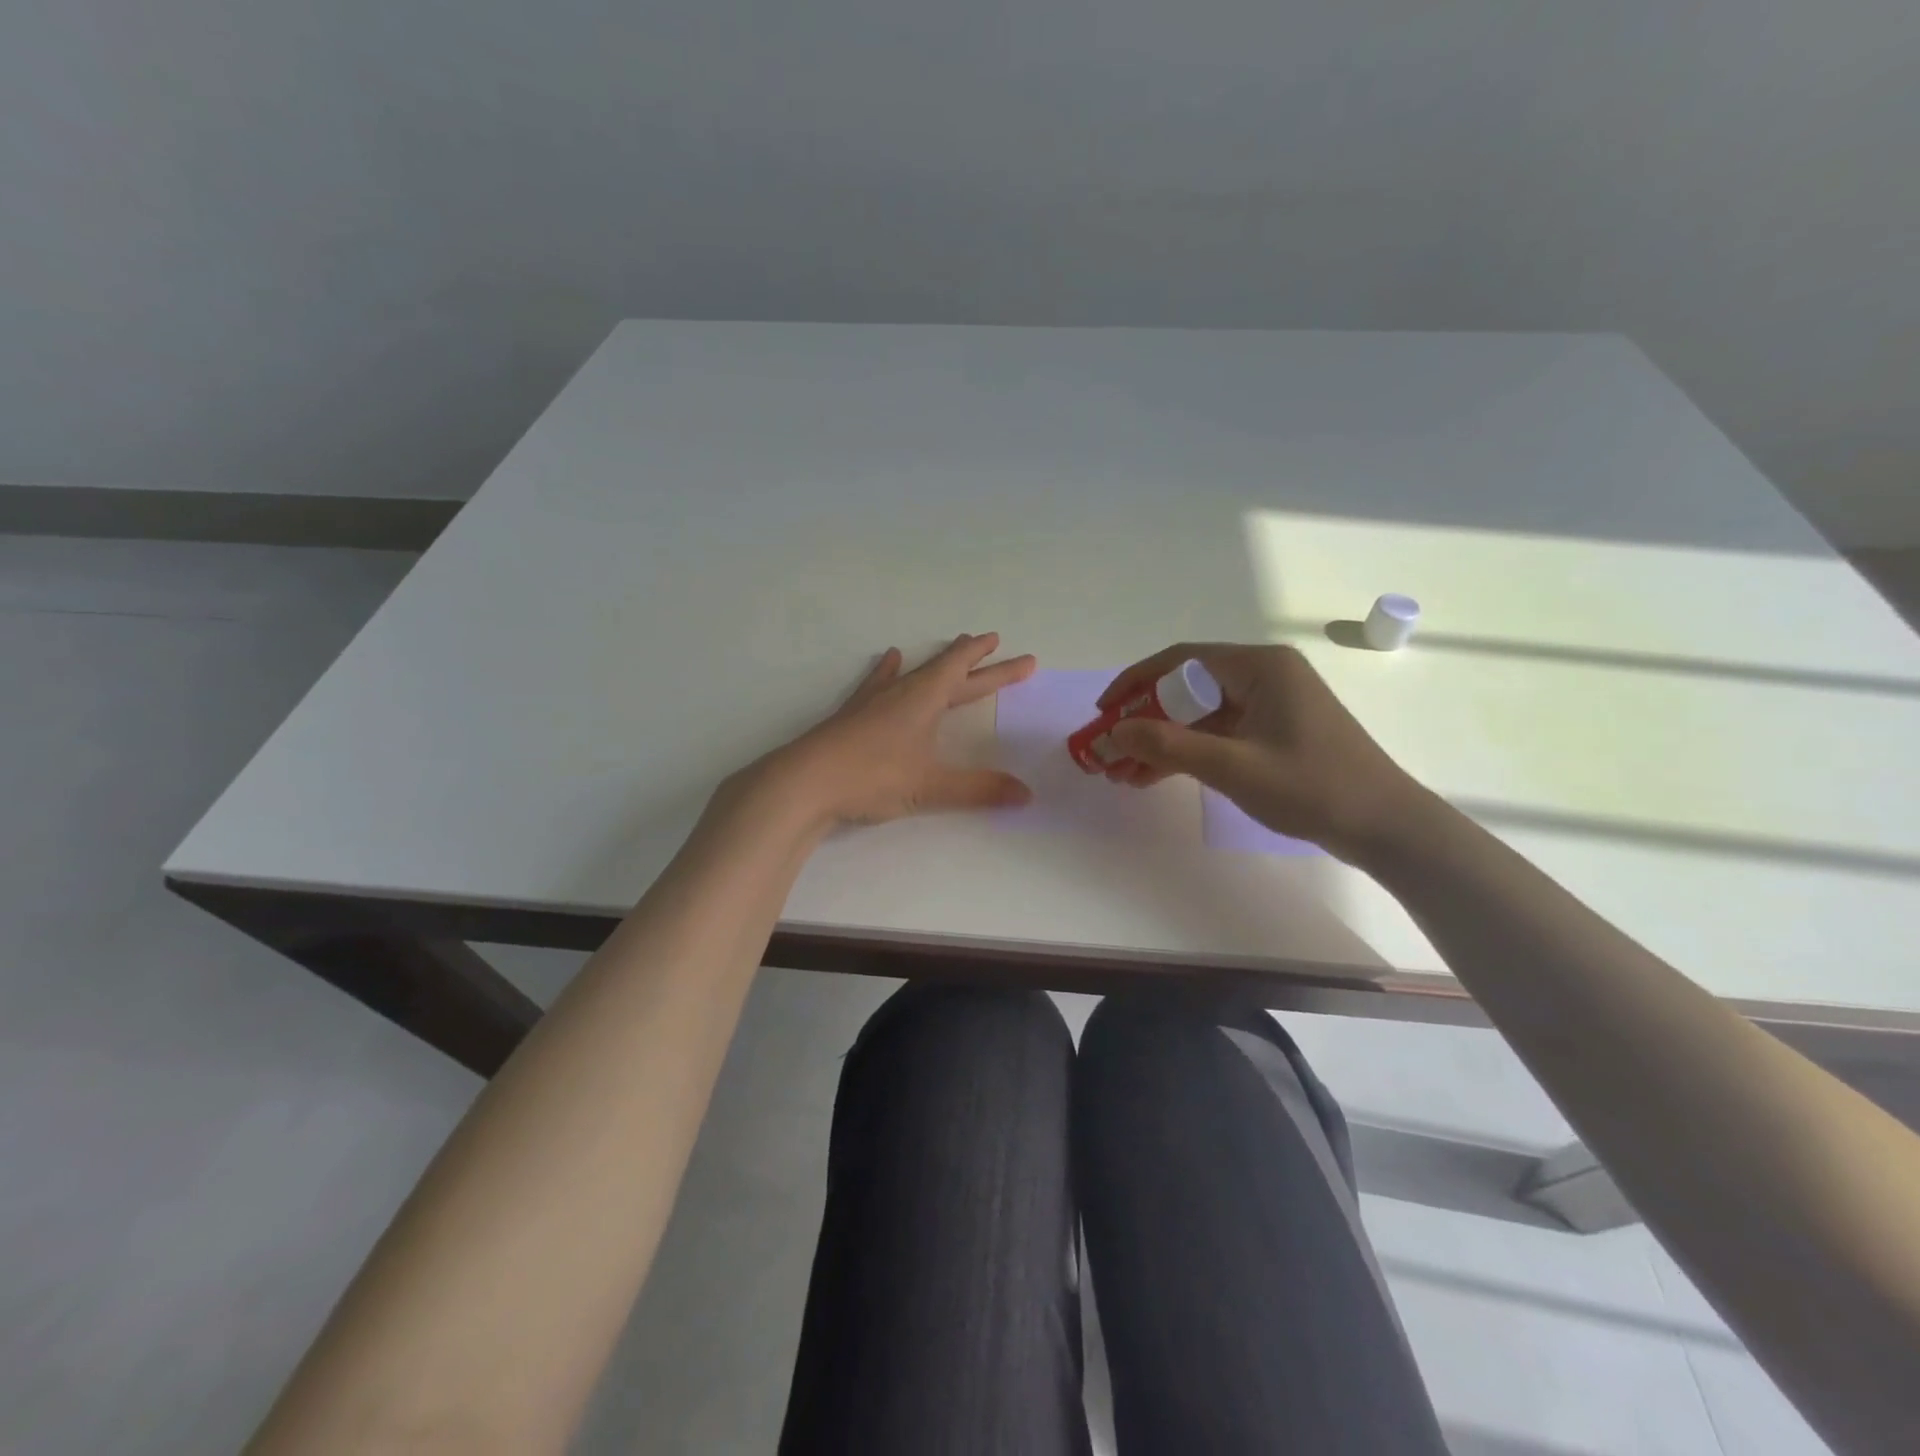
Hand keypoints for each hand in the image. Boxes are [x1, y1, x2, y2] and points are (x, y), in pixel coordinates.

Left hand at [751, 633, 1036, 828]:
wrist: (806, 780)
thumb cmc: (873, 776)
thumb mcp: (930, 786)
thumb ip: (979, 789)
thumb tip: (1026, 795)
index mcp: (925, 699)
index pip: (966, 672)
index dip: (994, 665)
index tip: (1019, 655)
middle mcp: (902, 692)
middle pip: (946, 671)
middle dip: (977, 663)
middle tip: (997, 647)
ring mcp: (874, 700)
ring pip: (914, 673)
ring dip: (937, 663)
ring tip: (951, 646)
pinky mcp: (853, 715)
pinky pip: (879, 683)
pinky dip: (890, 671)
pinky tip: (889, 659)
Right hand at [1099, 642, 1423, 862]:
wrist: (1385, 827)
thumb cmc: (1312, 787)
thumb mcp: (1232, 766)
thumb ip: (1167, 746)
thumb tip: (1112, 733)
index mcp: (1259, 667)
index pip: (1180, 661)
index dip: (1134, 684)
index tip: (1103, 712)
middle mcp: (1263, 676)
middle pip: (1185, 690)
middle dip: (1142, 722)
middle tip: (1107, 752)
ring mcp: (1269, 706)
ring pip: (1197, 716)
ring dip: (1160, 743)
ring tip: (1121, 774)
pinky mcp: (1272, 733)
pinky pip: (1216, 735)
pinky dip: (1185, 754)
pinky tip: (1152, 777)